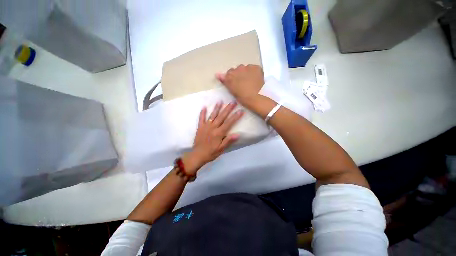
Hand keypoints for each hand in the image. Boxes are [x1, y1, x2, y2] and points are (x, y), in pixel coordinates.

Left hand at [182, 101, 243, 174]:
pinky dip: (202, 113)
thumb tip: (238, 134)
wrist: (197, 155)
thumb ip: (228, 141)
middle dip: (228, 109)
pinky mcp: (200, 127)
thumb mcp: (221, 149)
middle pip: (222, 116)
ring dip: (217, 108)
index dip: (235, 117)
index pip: (229, 123)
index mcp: (219, 133)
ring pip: (212, 115)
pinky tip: (204, 107)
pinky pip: (201, 118)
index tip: (240, 110)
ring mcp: (205, 126)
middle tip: (233, 102)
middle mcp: (213, 127)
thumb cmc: (211, 153)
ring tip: (220, 101)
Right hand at [216, 65, 263, 107]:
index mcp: (231, 75)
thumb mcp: (232, 90)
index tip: (236, 83)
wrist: (255, 98)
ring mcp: (248, 67)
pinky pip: (254, 68)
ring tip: (250, 81)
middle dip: (239, 74)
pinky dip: (254, 72)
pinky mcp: (256, 68)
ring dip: (247, 72)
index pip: (229, 73)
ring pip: (246, 68)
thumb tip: (217, 74)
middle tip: (243, 83)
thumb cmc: (242, 97)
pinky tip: (256, 79)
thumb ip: (225, 81)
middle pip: (238, 69)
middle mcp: (238, 69)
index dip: (233, 78)